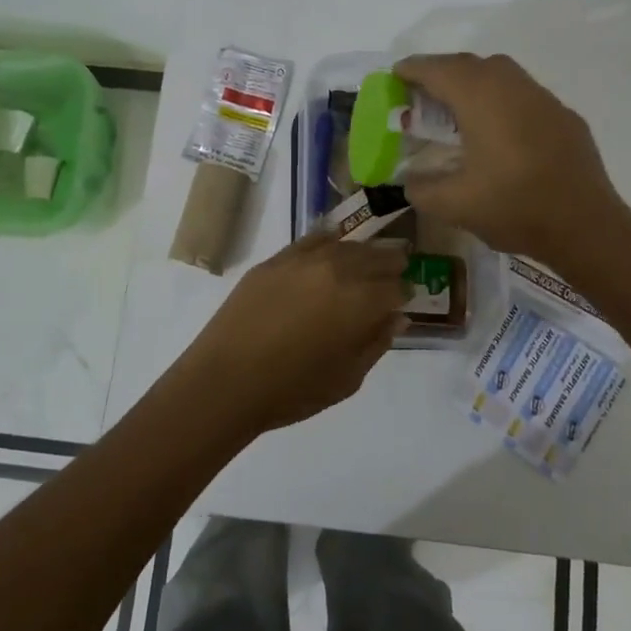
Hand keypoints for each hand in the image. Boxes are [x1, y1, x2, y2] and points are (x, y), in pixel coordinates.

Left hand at [175, 233, 409, 436]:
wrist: (226, 380)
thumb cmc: (293, 390)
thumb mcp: (347, 378)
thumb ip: (376, 343)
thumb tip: (396, 318)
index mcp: (362, 302)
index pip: (396, 287)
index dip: (404, 294)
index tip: (404, 302)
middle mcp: (338, 270)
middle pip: (375, 258)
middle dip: (390, 266)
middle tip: (395, 274)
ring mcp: (304, 260)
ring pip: (346, 245)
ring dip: (363, 253)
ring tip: (367, 261)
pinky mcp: (276, 260)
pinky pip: (312, 240)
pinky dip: (329, 241)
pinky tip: (333, 244)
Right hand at [392, 52, 630, 261]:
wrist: (585, 226)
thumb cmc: (514, 207)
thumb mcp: (454, 205)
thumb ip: (422, 188)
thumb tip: (411, 180)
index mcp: (481, 99)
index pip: (439, 70)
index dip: (413, 69)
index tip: (396, 75)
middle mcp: (512, 87)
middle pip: (470, 64)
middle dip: (442, 72)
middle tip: (422, 93)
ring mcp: (543, 99)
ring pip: (501, 74)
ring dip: (473, 82)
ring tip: (457, 109)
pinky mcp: (564, 117)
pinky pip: (524, 95)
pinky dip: (501, 100)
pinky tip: (499, 131)